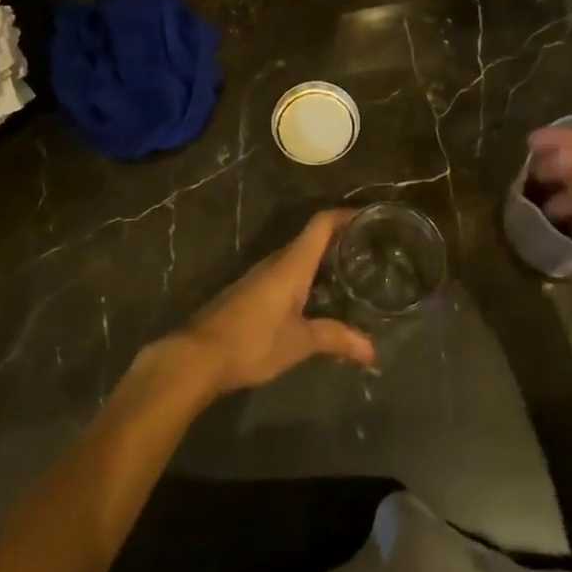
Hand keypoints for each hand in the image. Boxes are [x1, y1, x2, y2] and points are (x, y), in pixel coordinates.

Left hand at [176, 210, 376, 394]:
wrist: (199, 356)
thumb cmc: (253, 341)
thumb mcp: (300, 342)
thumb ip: (336, 339)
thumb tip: (373, 350)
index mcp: (292, 264)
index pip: (321, 224)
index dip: (345, 215)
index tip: (370, 218)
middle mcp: (277, 261)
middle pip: (311, 238)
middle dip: (339, 240)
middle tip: (369, 251)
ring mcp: (260, 276)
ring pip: (297, 257)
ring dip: (322, 260)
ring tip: (350, 273)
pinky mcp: (250, 292)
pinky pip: (285, 273)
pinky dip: (306, 277)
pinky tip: (316, 298)